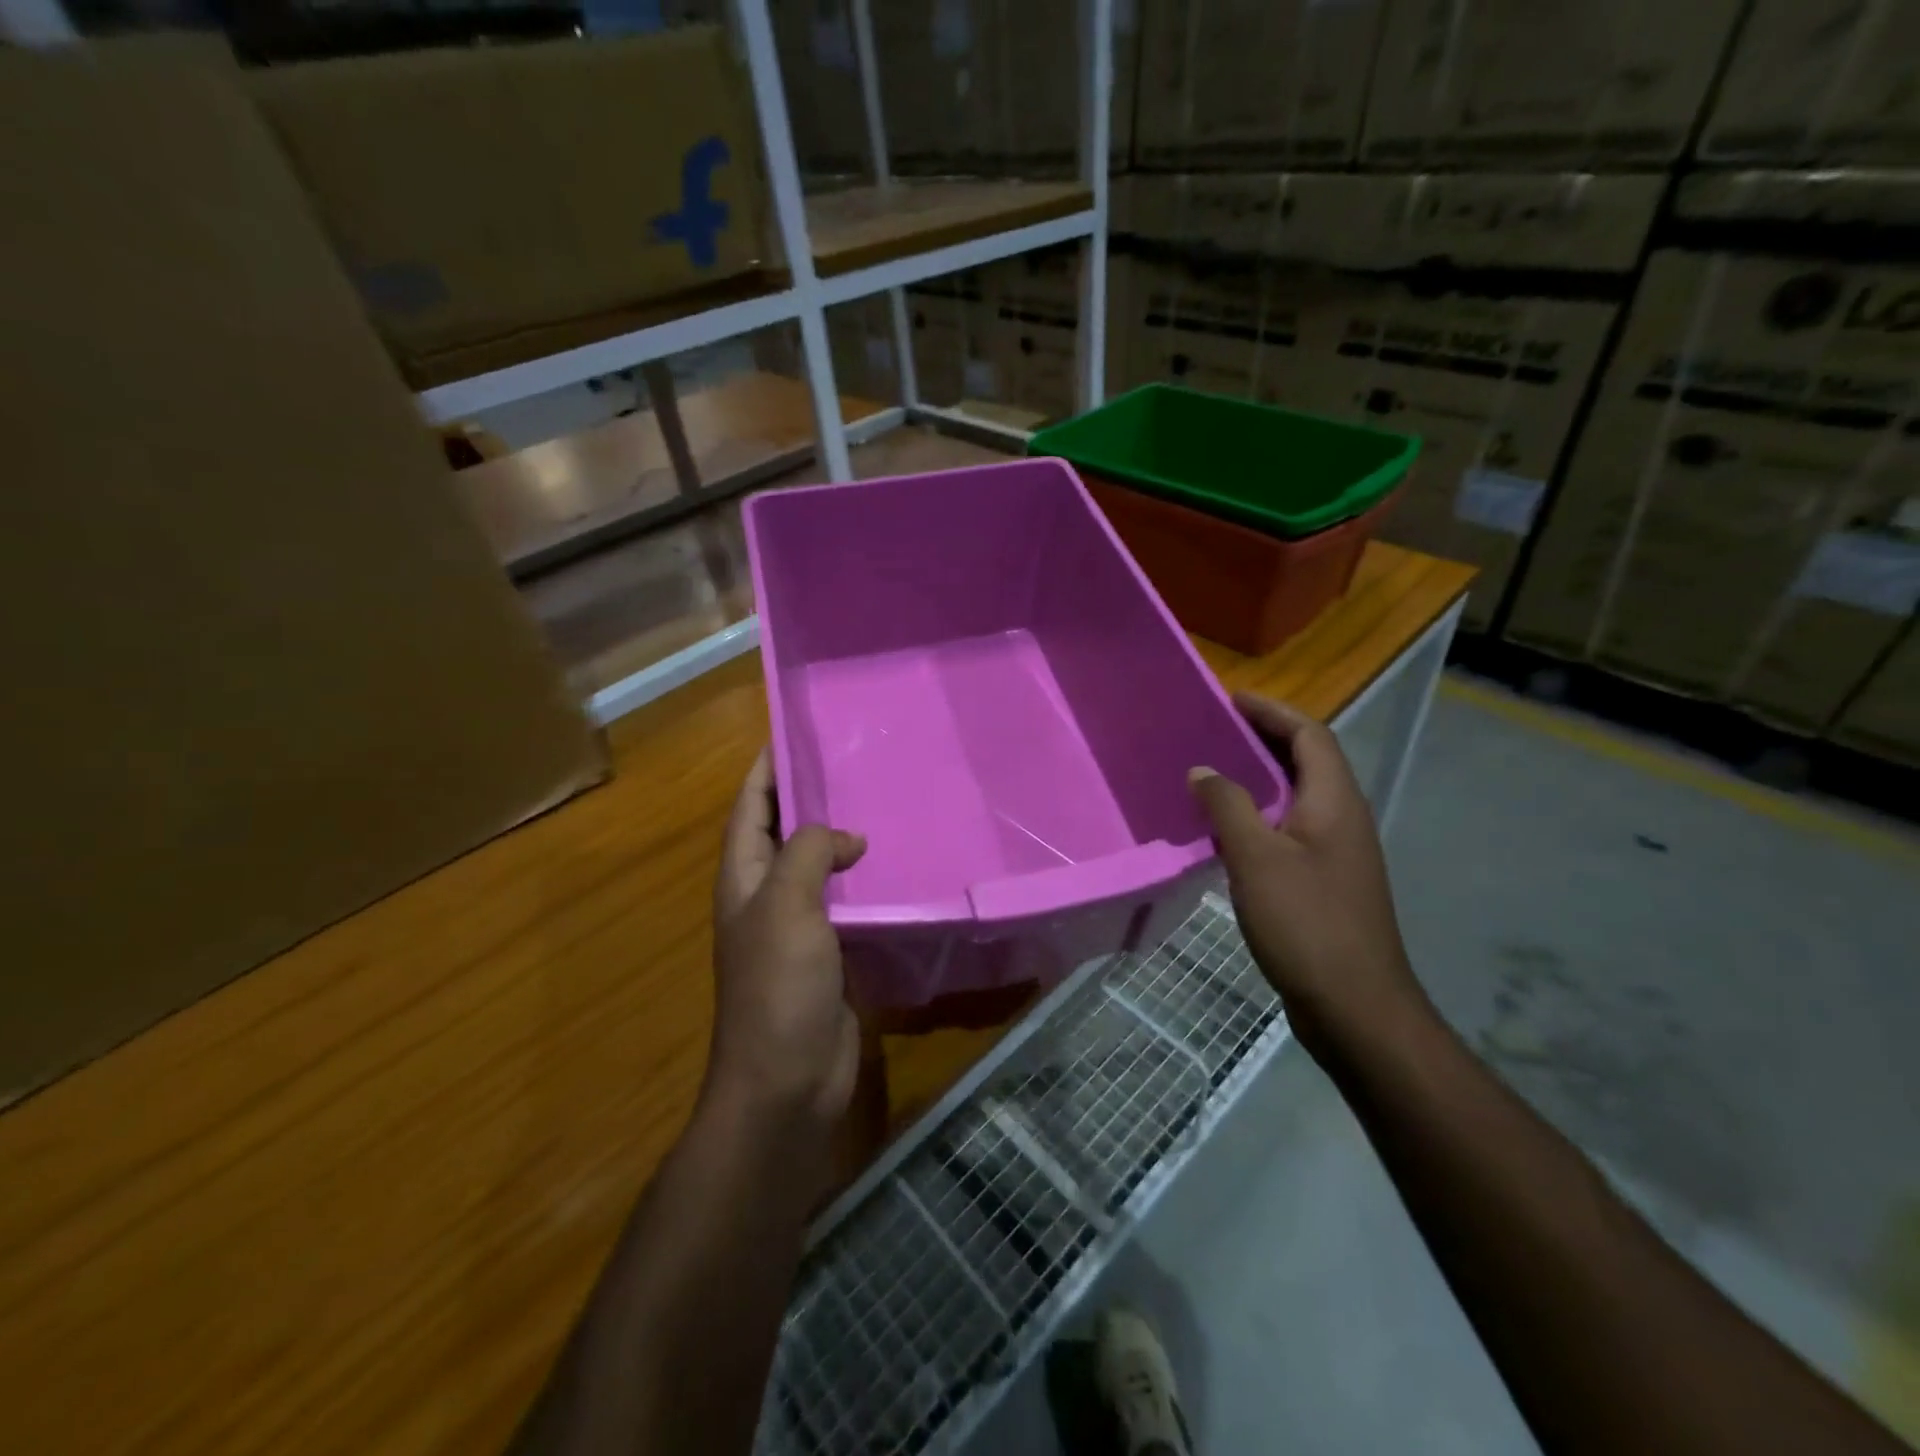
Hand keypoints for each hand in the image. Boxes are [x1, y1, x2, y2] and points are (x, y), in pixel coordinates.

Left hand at [709, 750, 866, 1132]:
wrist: (787, 1082)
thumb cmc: (777, 986)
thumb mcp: (787, 905)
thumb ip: (808, 853)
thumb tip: (845, 836)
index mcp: (744, 878)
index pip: (750, 809)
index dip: (766, 770)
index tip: (795, 732)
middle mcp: (767, 896)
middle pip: (786, 833)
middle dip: (812, 798)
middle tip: (858, 762)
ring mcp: (800, 928)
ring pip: (821, 869)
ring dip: (844, 841)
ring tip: (886, 804)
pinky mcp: (831, 954)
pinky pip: (848, 905)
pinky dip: (866, 883)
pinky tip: (898, 867)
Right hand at [1188, 693, 1433, 1063]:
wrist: (1355, 1006)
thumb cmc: (1306, 923)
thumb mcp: (1256, 858)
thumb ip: (1228, 806)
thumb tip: (1203, 770)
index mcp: (1335, 802)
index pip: (1310, 735)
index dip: (1272, 712)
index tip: (1230, 700)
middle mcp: (1342, 818)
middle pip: (1307, 761)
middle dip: (1264, 739)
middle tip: (1213, 731)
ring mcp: (1337, 852)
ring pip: (1297, 797)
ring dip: (1259, 778)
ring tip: (1212, 773)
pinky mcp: (1325, 882)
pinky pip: (1290, 829)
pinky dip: (1259, 815)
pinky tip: (1225, 831)